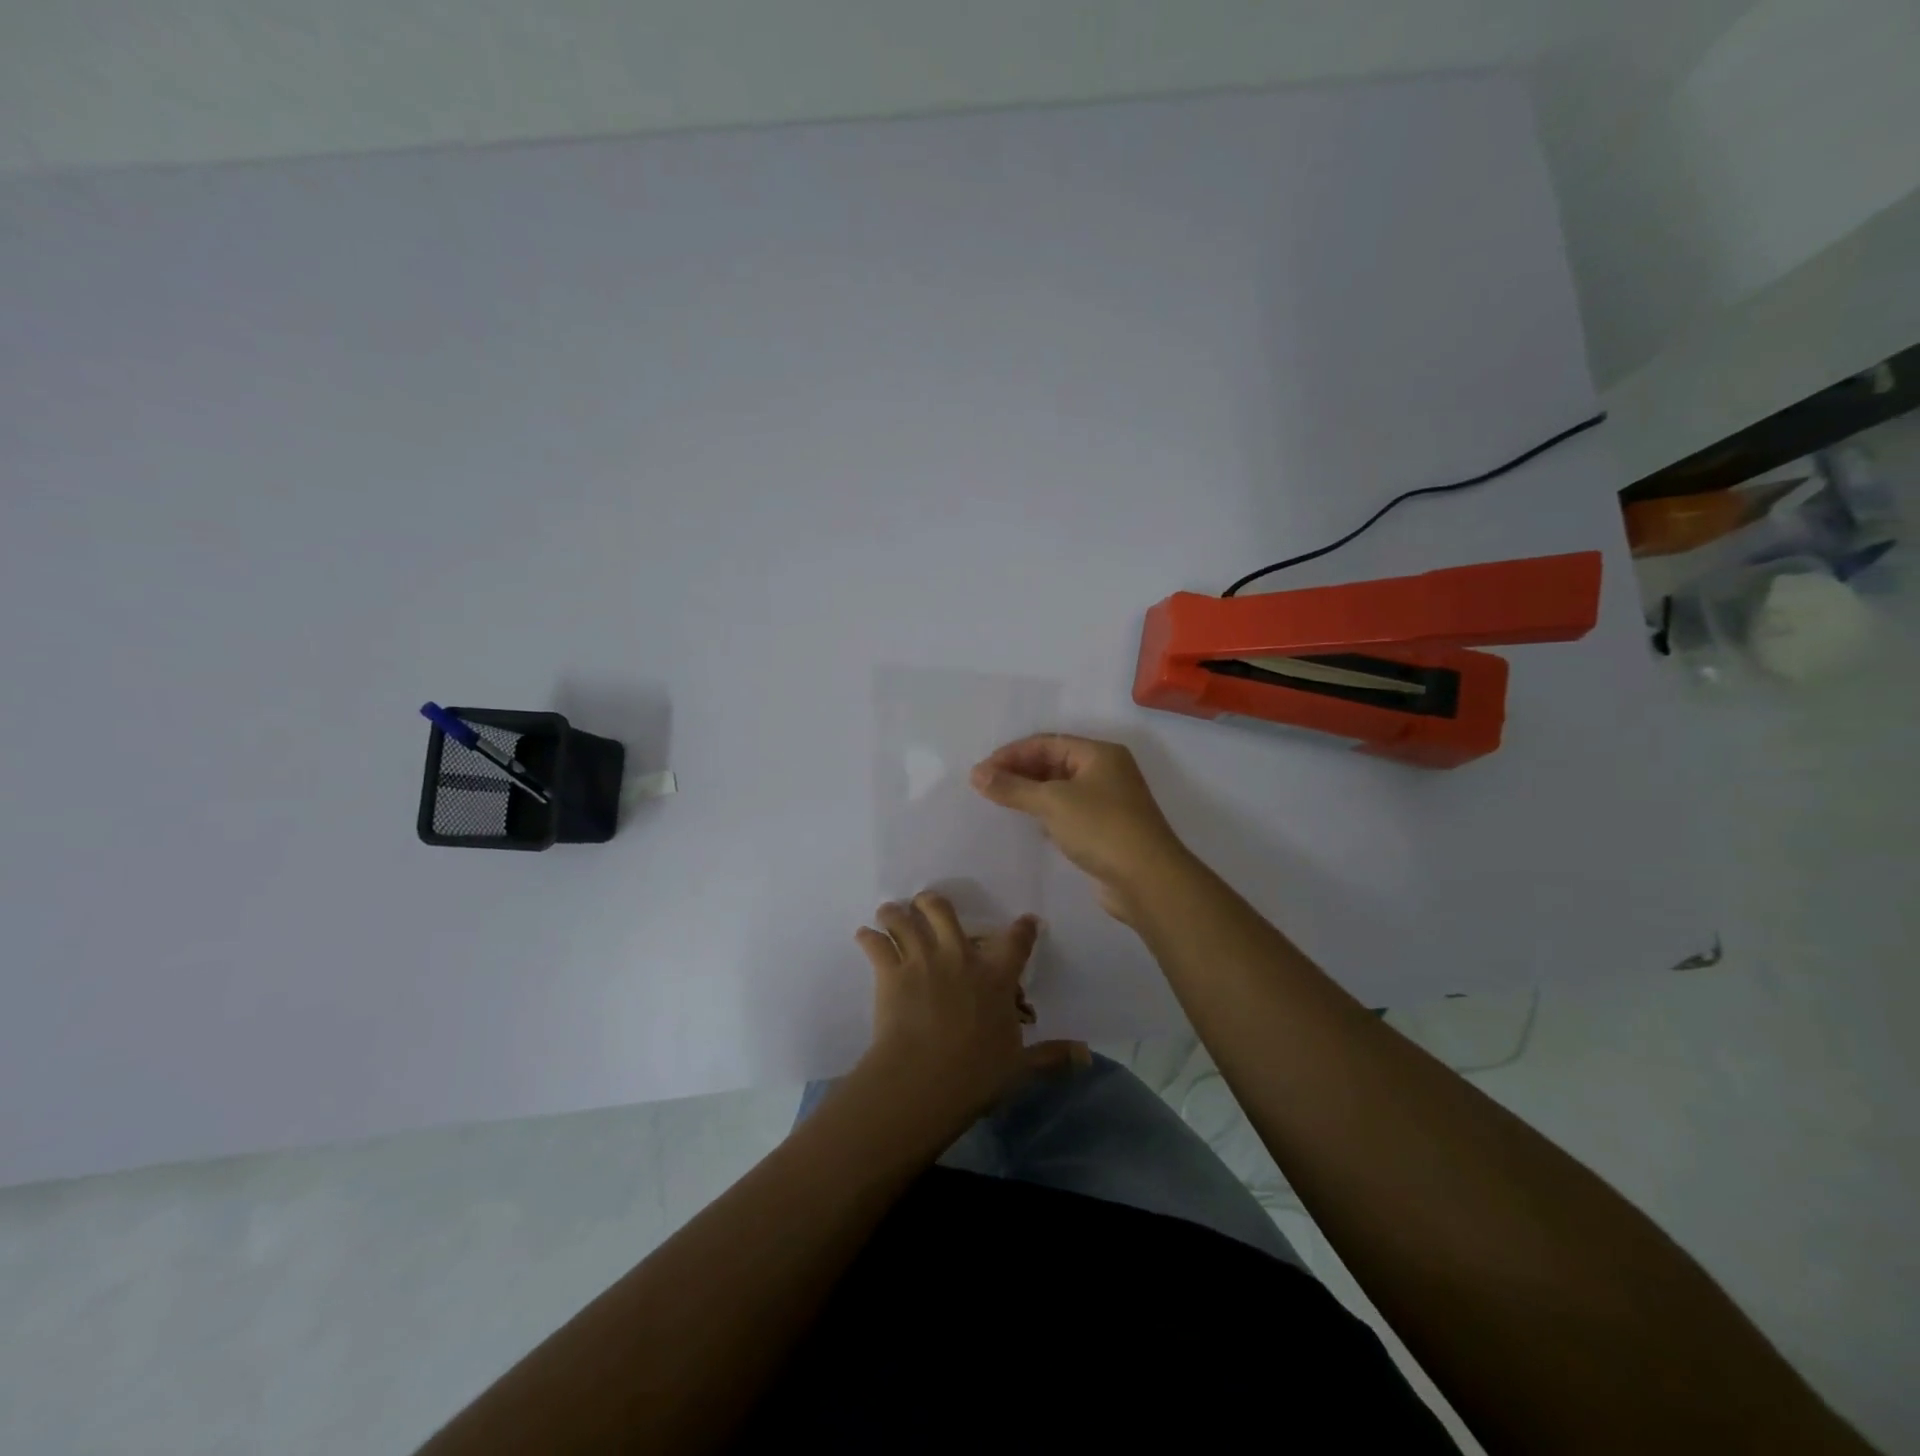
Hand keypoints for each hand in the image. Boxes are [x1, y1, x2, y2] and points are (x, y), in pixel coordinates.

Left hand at [855, 893, 1076, 1131]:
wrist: (925, 1079)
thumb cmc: (977, 1073)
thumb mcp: (1020, 1066)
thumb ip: (1051, 1056)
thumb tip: (1086, 1056)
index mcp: (996, 976)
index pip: (1016, 941)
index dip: (1024, 928)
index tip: (1027, 920)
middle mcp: (959, 956)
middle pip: (943, 911)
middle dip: (932, 903)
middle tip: (926, 903)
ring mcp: (922, 960)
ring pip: (904, 919)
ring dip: (895, 913)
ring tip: (888, 912)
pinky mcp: (891, 972)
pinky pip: (875, 945)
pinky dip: (868, 939)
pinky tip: (863, 936)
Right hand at [970, 735, 1189, 921]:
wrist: (1147, 880)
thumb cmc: (1101, 828)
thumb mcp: (1053, 802)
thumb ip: (1012, 787)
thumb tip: (976, 774)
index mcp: (1099, 754)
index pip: (1046, 743)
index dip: (1011, 753)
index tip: (981, 771)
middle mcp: (1106, 771)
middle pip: (1053, 762)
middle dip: (1019, 772)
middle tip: (985, 787)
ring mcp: (1107, 801)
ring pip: (1060, 788)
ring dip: (1030, 793)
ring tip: (999, 802)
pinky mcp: (1104, 829)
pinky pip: (1067, 811)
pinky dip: (1045, 813)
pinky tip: (1027, 823)